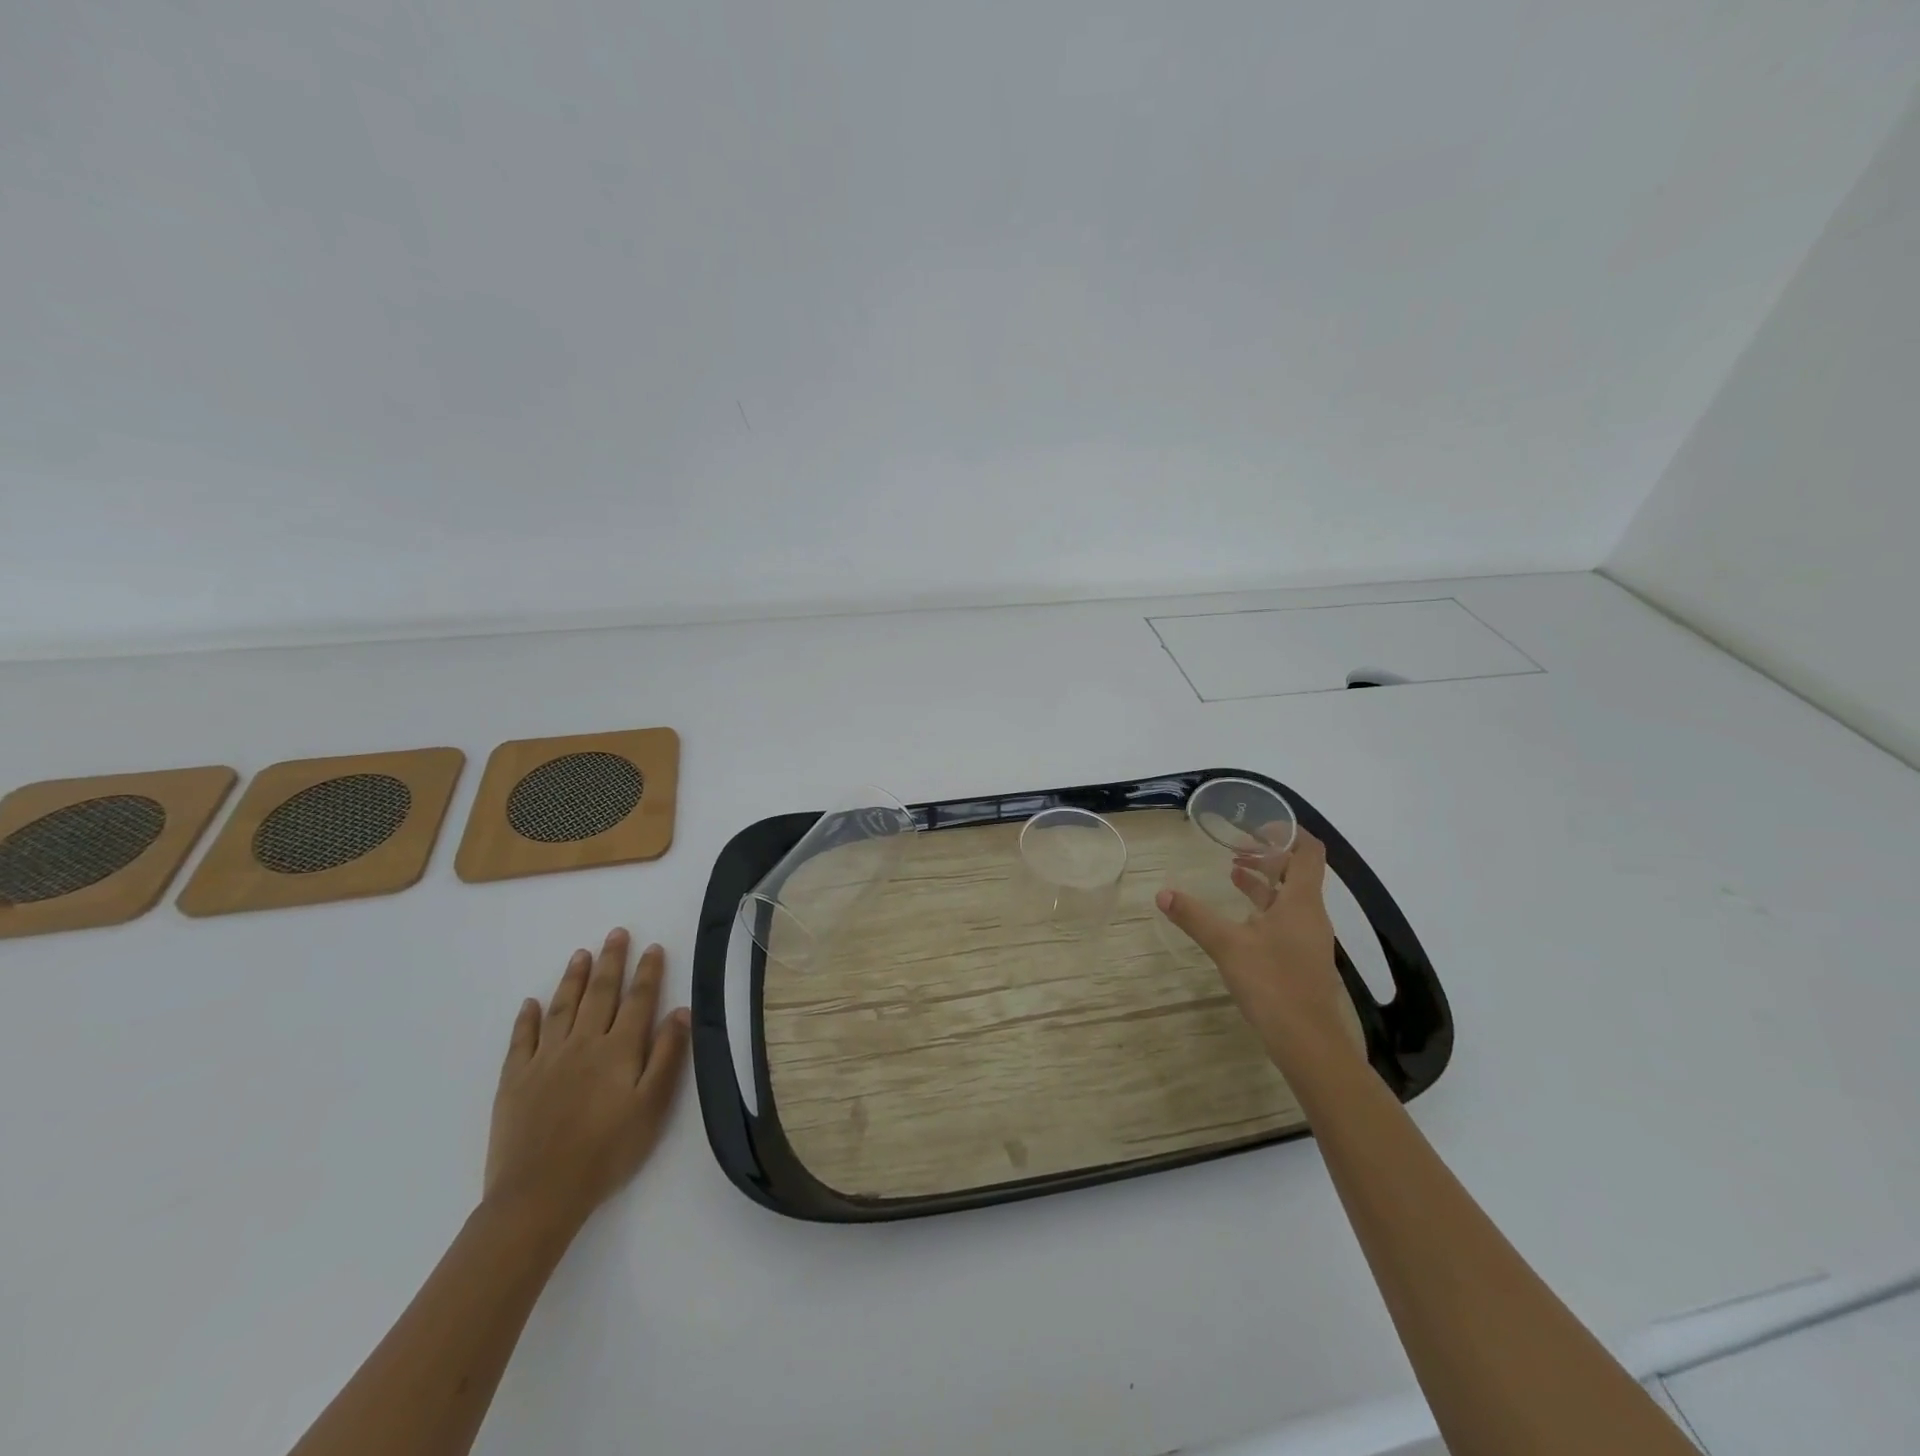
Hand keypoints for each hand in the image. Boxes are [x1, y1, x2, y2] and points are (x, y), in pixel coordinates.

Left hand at [483, 928, 689, 1235]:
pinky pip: (522, 1039)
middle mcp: (583, 1043)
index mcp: (618, 1049)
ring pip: (562, 1007)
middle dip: (610, 961)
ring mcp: (545, 1059)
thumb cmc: (607, 1152)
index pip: (638, 1000)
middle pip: (599, 993)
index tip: (653, 947)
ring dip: (573, 978)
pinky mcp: (514, 1079)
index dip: (648, 972)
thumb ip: (667, 1056)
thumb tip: (681, 1011)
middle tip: (616, 933)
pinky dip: (527, 1018)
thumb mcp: (652, 1107)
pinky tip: (531, 1003)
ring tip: (581, 953)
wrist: (539, 1194)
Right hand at [1156, 830, 1355, 1068]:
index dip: (1288, 832)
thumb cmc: (1272, 983)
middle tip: (1236, 848)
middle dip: (1268, 855)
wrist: (1307, 1042)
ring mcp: (1309, 938)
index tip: (1258, 826)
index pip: (1308, 851)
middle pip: (1298, 871)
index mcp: (1301, 901)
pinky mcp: (1301, 958)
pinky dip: (1264, 906)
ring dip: (1265, 881)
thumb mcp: (1227, 945)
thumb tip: (1163, 893)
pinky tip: (1241, 916)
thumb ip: (1195, 917)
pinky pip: (1286, 918)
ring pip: (1290, 897)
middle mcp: (1310, 914)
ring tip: (1232, 872)